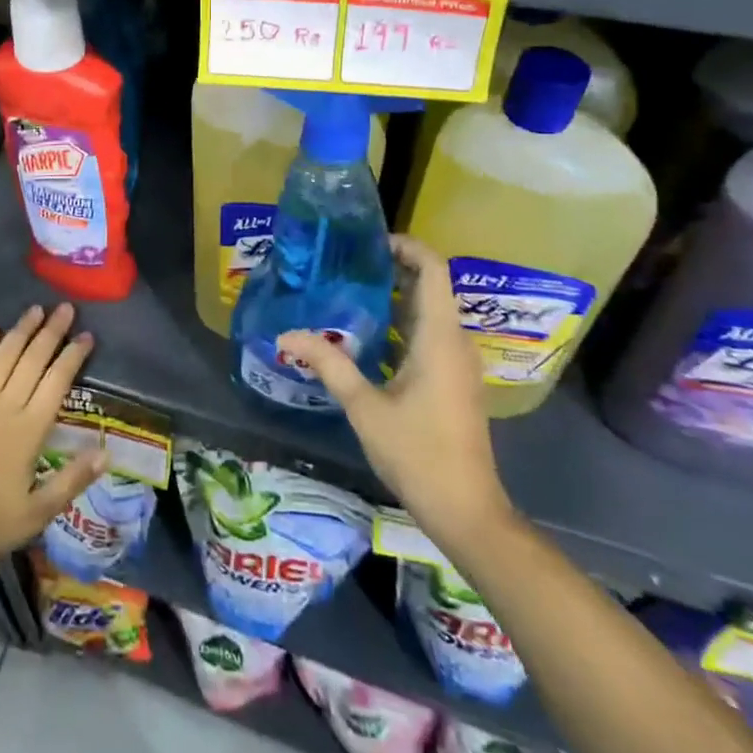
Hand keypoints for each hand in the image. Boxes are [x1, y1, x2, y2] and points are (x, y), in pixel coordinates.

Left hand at [0, 302, 106, 565]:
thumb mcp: (36, 514)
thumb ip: (72, 480)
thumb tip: (106, 452)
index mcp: (29, 430)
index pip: (57, 382)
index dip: (73, 356)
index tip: (87, 335)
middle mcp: (5, 406)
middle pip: (33, 360)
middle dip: (52, 331)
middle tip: (66, 308)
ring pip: (3, 356)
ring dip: (21, 331)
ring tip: (36, 309)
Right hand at [279, 234, 513, 550]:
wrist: (467, 511)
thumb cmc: (418, 453)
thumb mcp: (364, 407)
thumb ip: (328, 364)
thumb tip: (285, 335)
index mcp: (439, 337)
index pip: (433, 269)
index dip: (406, 246)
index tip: (368, 242)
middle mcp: (454, 341)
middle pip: (430, 285)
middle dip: (391, 267)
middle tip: (346, 262)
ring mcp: (457, 362)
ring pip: (428, 311)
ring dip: (394, 296)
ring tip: (347, 289)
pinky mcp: (453, 379)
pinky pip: (428, 334)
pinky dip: (400, 323)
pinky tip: (365, 334)